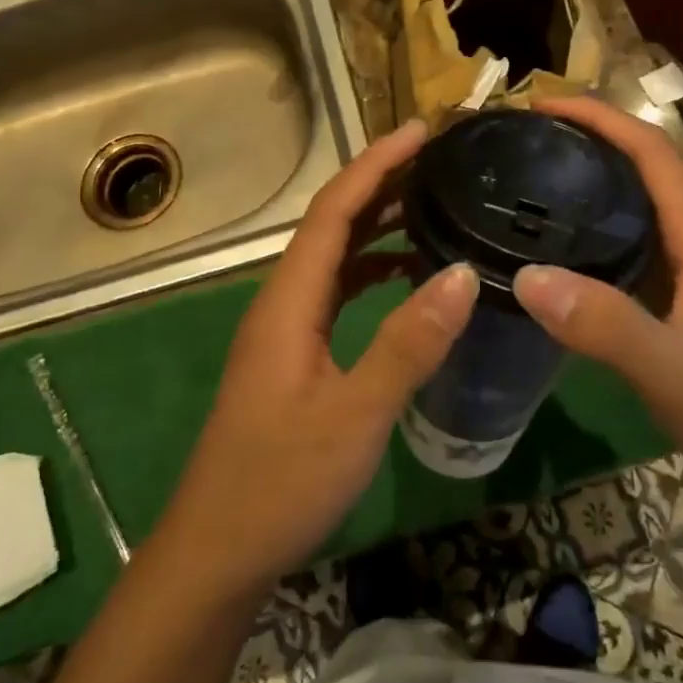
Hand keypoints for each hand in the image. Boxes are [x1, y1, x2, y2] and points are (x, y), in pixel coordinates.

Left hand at [154, 120, 478, 601]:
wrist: (218, 550)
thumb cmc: (280, 482)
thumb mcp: (355, 415)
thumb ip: (408, 344)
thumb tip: (464, 273)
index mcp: (289, 300)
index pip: (334, 210)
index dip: (377, 164)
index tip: (422, 131)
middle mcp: (283, 301)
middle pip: (332, 223)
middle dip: (382, 183)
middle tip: (440, 160)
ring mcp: (286, 329)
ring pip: (335, 257)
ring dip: (378, 225)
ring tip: (433, 204)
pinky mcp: (295, 356)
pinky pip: (337, 292)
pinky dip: (373, 271)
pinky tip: (408, 279)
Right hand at [510, 97, 682, 499]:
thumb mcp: (672, 371)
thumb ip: (605, 326)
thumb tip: (526, 275)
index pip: (654, 153)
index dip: (600, 118)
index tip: (542, 104)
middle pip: (645, 166)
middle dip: (590, 137)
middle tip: (524, 137)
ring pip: (639, 203)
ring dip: (592, 177)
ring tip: (533, 175)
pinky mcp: (681, 297)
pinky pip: (633, 240)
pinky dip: (595, 224)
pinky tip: (559, 244)